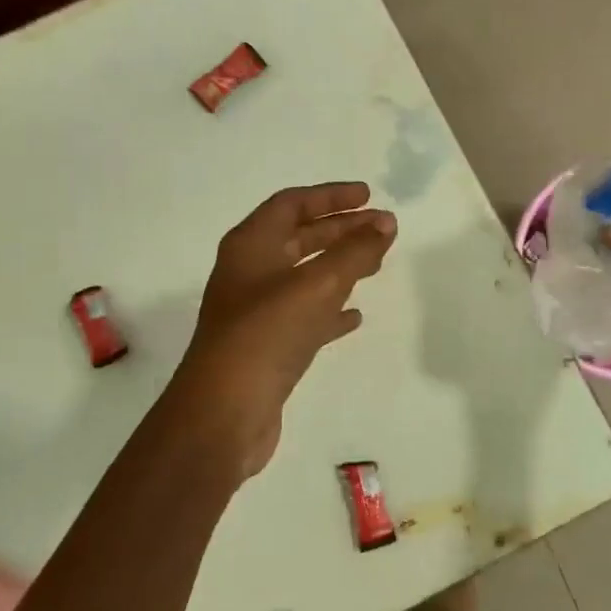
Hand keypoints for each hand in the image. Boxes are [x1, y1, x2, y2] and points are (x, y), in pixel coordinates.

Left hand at [167, 183, 396, 479]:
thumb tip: (386, 222)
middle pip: (299, 238)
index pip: (292, 204)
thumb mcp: (316, 286)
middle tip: (382, 229)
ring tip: (377, 265)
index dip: (331, 197)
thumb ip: (354, 251)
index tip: (369, 197)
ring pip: (304, 277)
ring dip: (339, 267)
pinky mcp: (266, 346)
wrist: (224, 413)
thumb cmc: (266, 335)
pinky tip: (355, 316)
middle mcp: (249, 272)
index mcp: (250, 246)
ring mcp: (255, 311)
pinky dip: (330, 310)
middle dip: (341, 230)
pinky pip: (304, 316)